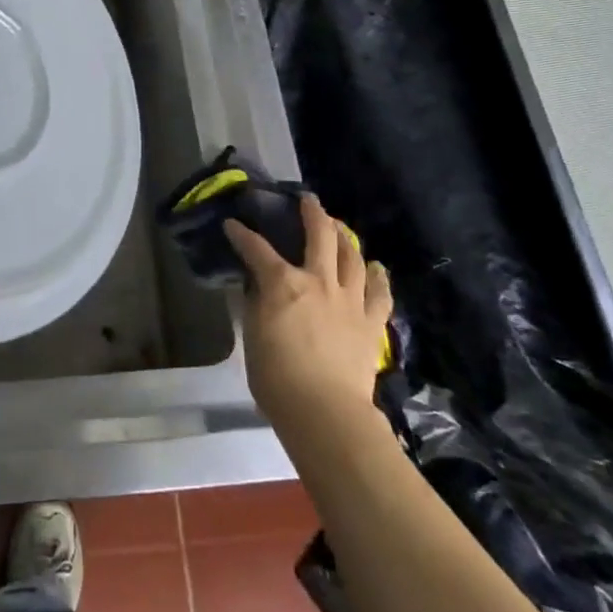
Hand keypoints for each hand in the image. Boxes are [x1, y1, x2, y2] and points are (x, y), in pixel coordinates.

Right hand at [226, 195, 391, 439]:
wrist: (325, 411)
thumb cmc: (277, 377)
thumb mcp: (253, 336)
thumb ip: (255, 305)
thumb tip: (254, 286)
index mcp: (283, 283)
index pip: (256, 249)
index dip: (242, 234)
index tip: (232, 225)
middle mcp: (318, 281)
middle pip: (319, 236)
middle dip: (312, 214)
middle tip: (307, 200)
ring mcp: (349, 300)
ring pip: (352, 256)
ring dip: (344, 237)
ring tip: (339, 228)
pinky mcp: (371, 322)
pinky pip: (379, 292)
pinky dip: (377, 276)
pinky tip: (375, 266)